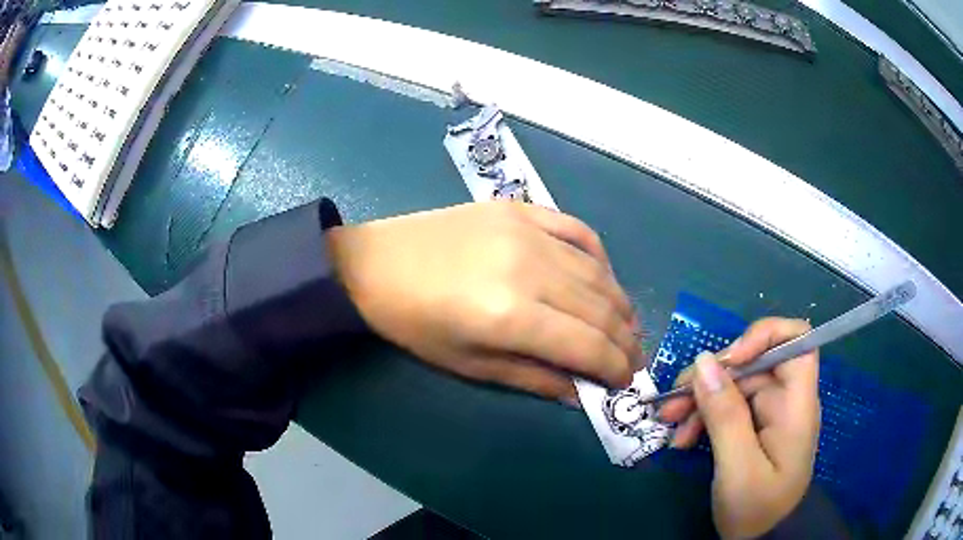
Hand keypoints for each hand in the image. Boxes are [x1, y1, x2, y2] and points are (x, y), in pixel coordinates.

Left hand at [326, 201, 640, 402]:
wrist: (375, 264)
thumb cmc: (414, 323)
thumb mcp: (470, 364)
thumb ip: (534, 378)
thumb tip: (582, 392)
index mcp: (511, 315)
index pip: (588, 345)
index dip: (615, 367)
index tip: (627, 381)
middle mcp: (530, 268)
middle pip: (601, 308)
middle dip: (626, 339)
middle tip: (633, 359)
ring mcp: (528, 230)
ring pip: (597, 270)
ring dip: (620, 303)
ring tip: (627, 326)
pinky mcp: (521, 209)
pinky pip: (578, 230)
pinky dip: (599, 256)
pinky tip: (604, 277)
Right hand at [658, 318, 819, 538]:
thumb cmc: (757, 508)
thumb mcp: (738, 467)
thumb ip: (724, 415)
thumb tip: (703, 362)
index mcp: (796, 403)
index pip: (796, 339)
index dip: (763, 335)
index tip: (728, 359)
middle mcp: (785, 399)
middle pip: (753, 362)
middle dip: (712, 377)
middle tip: (673, 403)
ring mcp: (768, 413)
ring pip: (734, 385)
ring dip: (700, 399)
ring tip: (669, 424)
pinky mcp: (753, 427)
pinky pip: (727, 408)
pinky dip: (703, 418)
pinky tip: (683, 439)